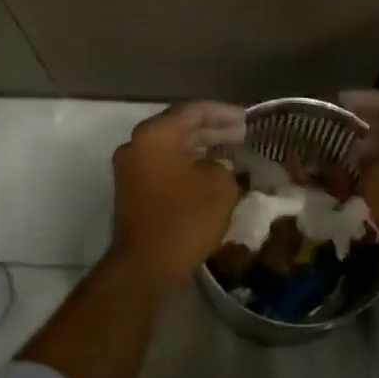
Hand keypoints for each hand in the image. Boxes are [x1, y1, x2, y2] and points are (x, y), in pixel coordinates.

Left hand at [110, 101, 245, 290]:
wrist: (144, 266)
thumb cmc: (184, 219)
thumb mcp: (220, 186)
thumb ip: (224, 166)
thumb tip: (217, 167)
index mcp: (155, 134)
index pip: (193, 111)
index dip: (224, 113)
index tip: (247, 119)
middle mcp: (137, 144)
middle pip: (179, 127)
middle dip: (213, 130)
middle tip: (242, 134)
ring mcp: (130, 169)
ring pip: (171, 148)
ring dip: (201, 148)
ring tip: (231, 152)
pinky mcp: (132, 191)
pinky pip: (164, 167)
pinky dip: (187, 165)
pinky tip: (210, 173)